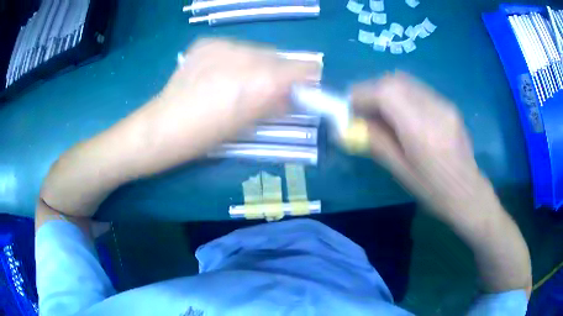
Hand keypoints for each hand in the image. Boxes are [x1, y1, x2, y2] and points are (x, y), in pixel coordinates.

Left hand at [143, 38, 319, 156]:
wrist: (164, 127)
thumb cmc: (208, 135)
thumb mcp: (250, 124)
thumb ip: (279, 105)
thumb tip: (295, 96)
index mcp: (265, 80)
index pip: (307, 67)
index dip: (308, 79)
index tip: (303, 89)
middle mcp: (250, 54)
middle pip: (280, 57)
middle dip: (278, 73)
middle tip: (263, 90)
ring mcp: (226, 44)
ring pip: (257, 50)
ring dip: (256, 64)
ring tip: (235, 82)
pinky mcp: (207, 42)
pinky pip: (233, 47)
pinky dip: (233, 59)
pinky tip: (216, 74)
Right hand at [352, 72, 485, 217]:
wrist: (468, 192)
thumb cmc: (434, 191)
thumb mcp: (401, 171)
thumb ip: (376, 143)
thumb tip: (351, 126)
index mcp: (421, 130)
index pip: (386, 93)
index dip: (361, 94)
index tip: (348, 107)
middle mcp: (434, 108)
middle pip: (395, 81)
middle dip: (372, 89)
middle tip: (362, 109)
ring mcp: (443, 103)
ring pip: (406, 82)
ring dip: (386, 90)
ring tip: (380, 111)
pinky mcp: (448, 105)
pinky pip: (418, 90)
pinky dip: (401, 95)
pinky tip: (402, 114)